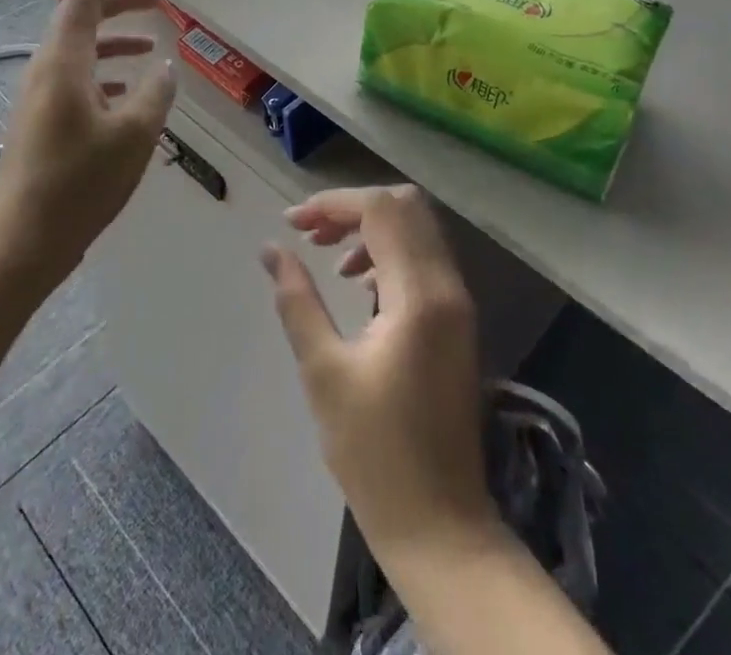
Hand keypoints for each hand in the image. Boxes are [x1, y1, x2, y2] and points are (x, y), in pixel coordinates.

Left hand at [0, 0, 175, 290]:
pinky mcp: (41, 119)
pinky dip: (105, 68)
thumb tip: (163, 66)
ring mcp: (39, 95)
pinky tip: (128, 89)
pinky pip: (76, 75)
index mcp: (64, 62)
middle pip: (82, 15)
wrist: (21, 244)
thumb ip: (155, 93)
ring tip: (151, 40)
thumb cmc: (79, 184)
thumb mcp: (133, 136)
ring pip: (80, 46)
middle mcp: (46, 68)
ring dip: (115, 35)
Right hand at [262, 185, 498, 563]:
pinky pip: (425, 258)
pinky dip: (391, 252)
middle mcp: (448, 286)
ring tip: (329, 257)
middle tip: (311, 233)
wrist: (441, 526)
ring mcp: (459, 302)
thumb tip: (271, 250)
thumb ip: (297, 300)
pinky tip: (360, 283)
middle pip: (406, 207)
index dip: (333, 203)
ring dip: (372, 228)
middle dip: (353, 207)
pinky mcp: (458, 320)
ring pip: (418, 228)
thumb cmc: (374, 454)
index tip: (292, 222)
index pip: (381, 210)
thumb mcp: (324, 372)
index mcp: (420, 295)